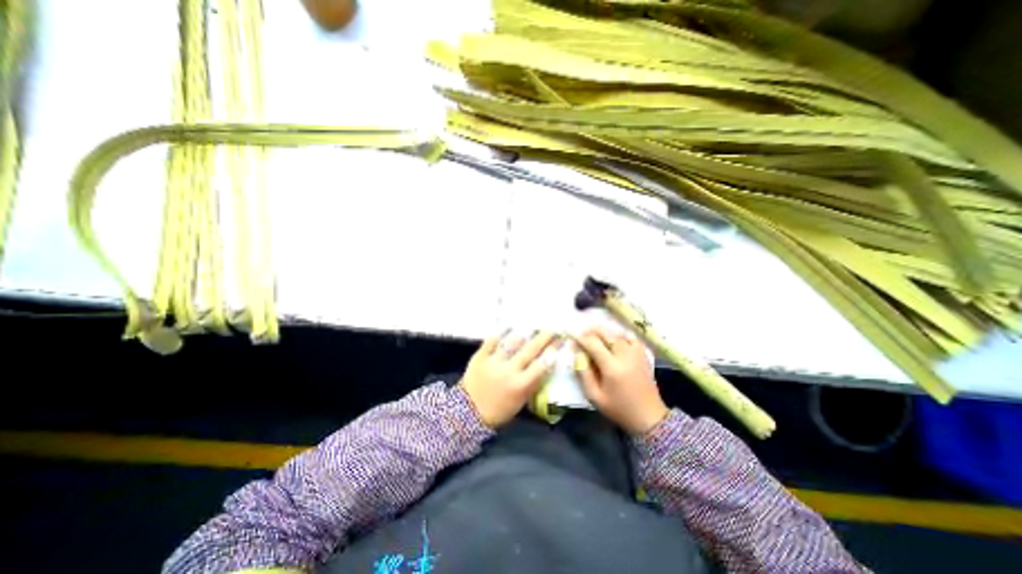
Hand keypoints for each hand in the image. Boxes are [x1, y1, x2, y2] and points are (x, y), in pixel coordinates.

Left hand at [462, 333, 558, 424]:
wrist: (469, 412)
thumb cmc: (500, 410)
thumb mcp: (521, 400)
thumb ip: (532, 382)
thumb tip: (544, 364)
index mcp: (521, 385)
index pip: (542, 364)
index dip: (553, 351)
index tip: (559, 341)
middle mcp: (509, 370)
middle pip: (530, 349)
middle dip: (543, 337)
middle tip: (551, 329)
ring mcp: (494, 361)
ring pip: (512, 342)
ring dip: (523, 334)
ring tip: (530, 327)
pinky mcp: (480, 356)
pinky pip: (492, 340)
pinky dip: (500, 333)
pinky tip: (507, 327)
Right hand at [574, 327, 671, 434]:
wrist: (649, 417)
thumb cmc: (619, 409)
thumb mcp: (595, 397)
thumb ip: (584, 374)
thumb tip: (578, 355)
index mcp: (612, 367)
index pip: (593, 344)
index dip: (581, 338)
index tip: (572, 336)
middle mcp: (625, 355)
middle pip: (606, 333)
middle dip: (591, 330)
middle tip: (582, 333)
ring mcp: (636, 353)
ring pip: (618, 333)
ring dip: (605, 331)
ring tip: (595, 334)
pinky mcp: (644, 355)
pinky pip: (631, 338)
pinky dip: (620, 335)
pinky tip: (614, 340)